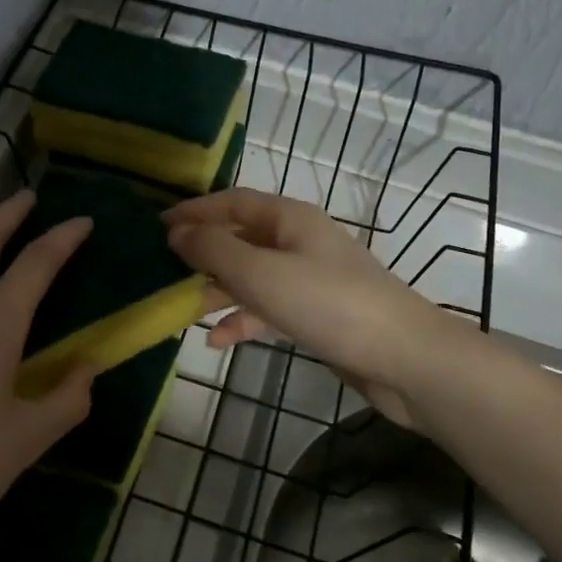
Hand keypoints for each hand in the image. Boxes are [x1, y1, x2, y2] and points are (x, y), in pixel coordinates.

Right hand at [163, 189, 443, 425]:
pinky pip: (269, 308)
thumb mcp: (261, 273)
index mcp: (290, 219)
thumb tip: (177, 233)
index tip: (157, 226)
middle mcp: (299, 241)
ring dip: (218, 290)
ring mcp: (309, 279)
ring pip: (252, 276)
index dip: (195, 211)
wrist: (404, 359)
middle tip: (162, 270)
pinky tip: (217, 341)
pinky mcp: (316, 314)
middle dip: (203, 253)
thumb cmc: (329, 304)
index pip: (233, 202)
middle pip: (241, 238)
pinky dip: (243, 320)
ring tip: (181, 308)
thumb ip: (215, 250)